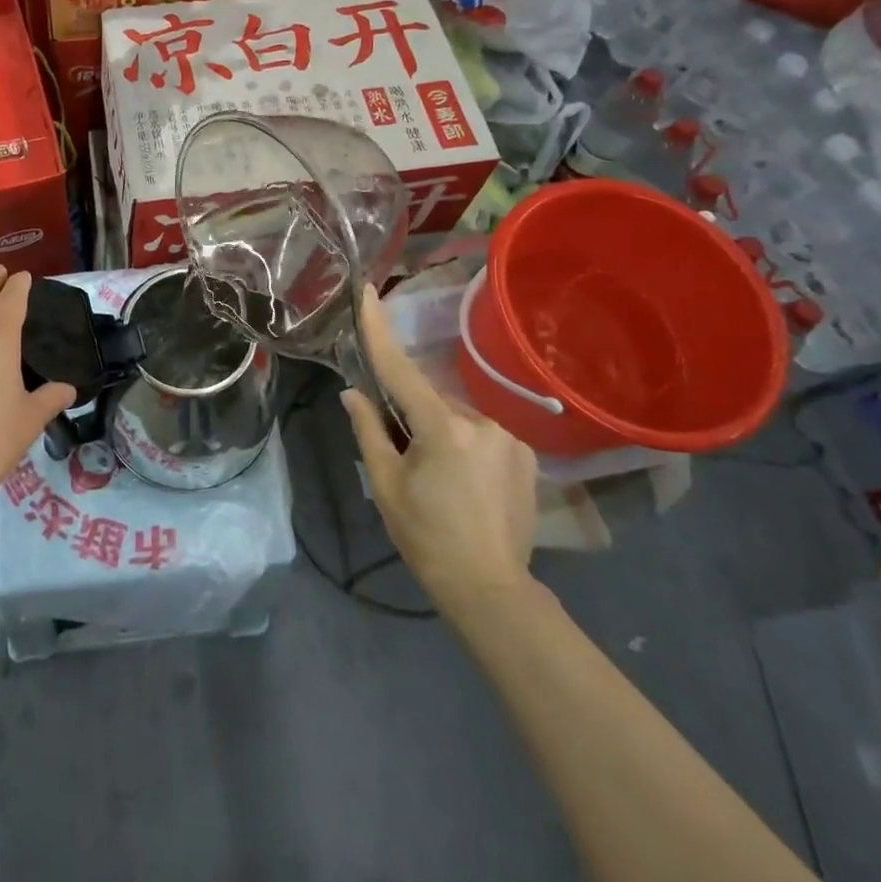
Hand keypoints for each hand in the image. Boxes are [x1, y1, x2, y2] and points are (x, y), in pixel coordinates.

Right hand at [342, 286, 538, 606]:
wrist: (490, 589)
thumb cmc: (426, 537)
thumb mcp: (386, 485)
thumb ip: (369, 431)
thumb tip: (353, 392)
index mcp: (442, 428)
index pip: (401, 369)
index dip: (380, 330)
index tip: (369, 292)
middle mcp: (482, 422)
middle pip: (431, 400)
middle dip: (413, 415)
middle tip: (404, 456)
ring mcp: (510, 438)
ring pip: (457, 418)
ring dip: (441, 432)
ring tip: (439, 479)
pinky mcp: (527, 455)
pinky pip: (482, 434)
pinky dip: (466, 445)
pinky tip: (465, 482)